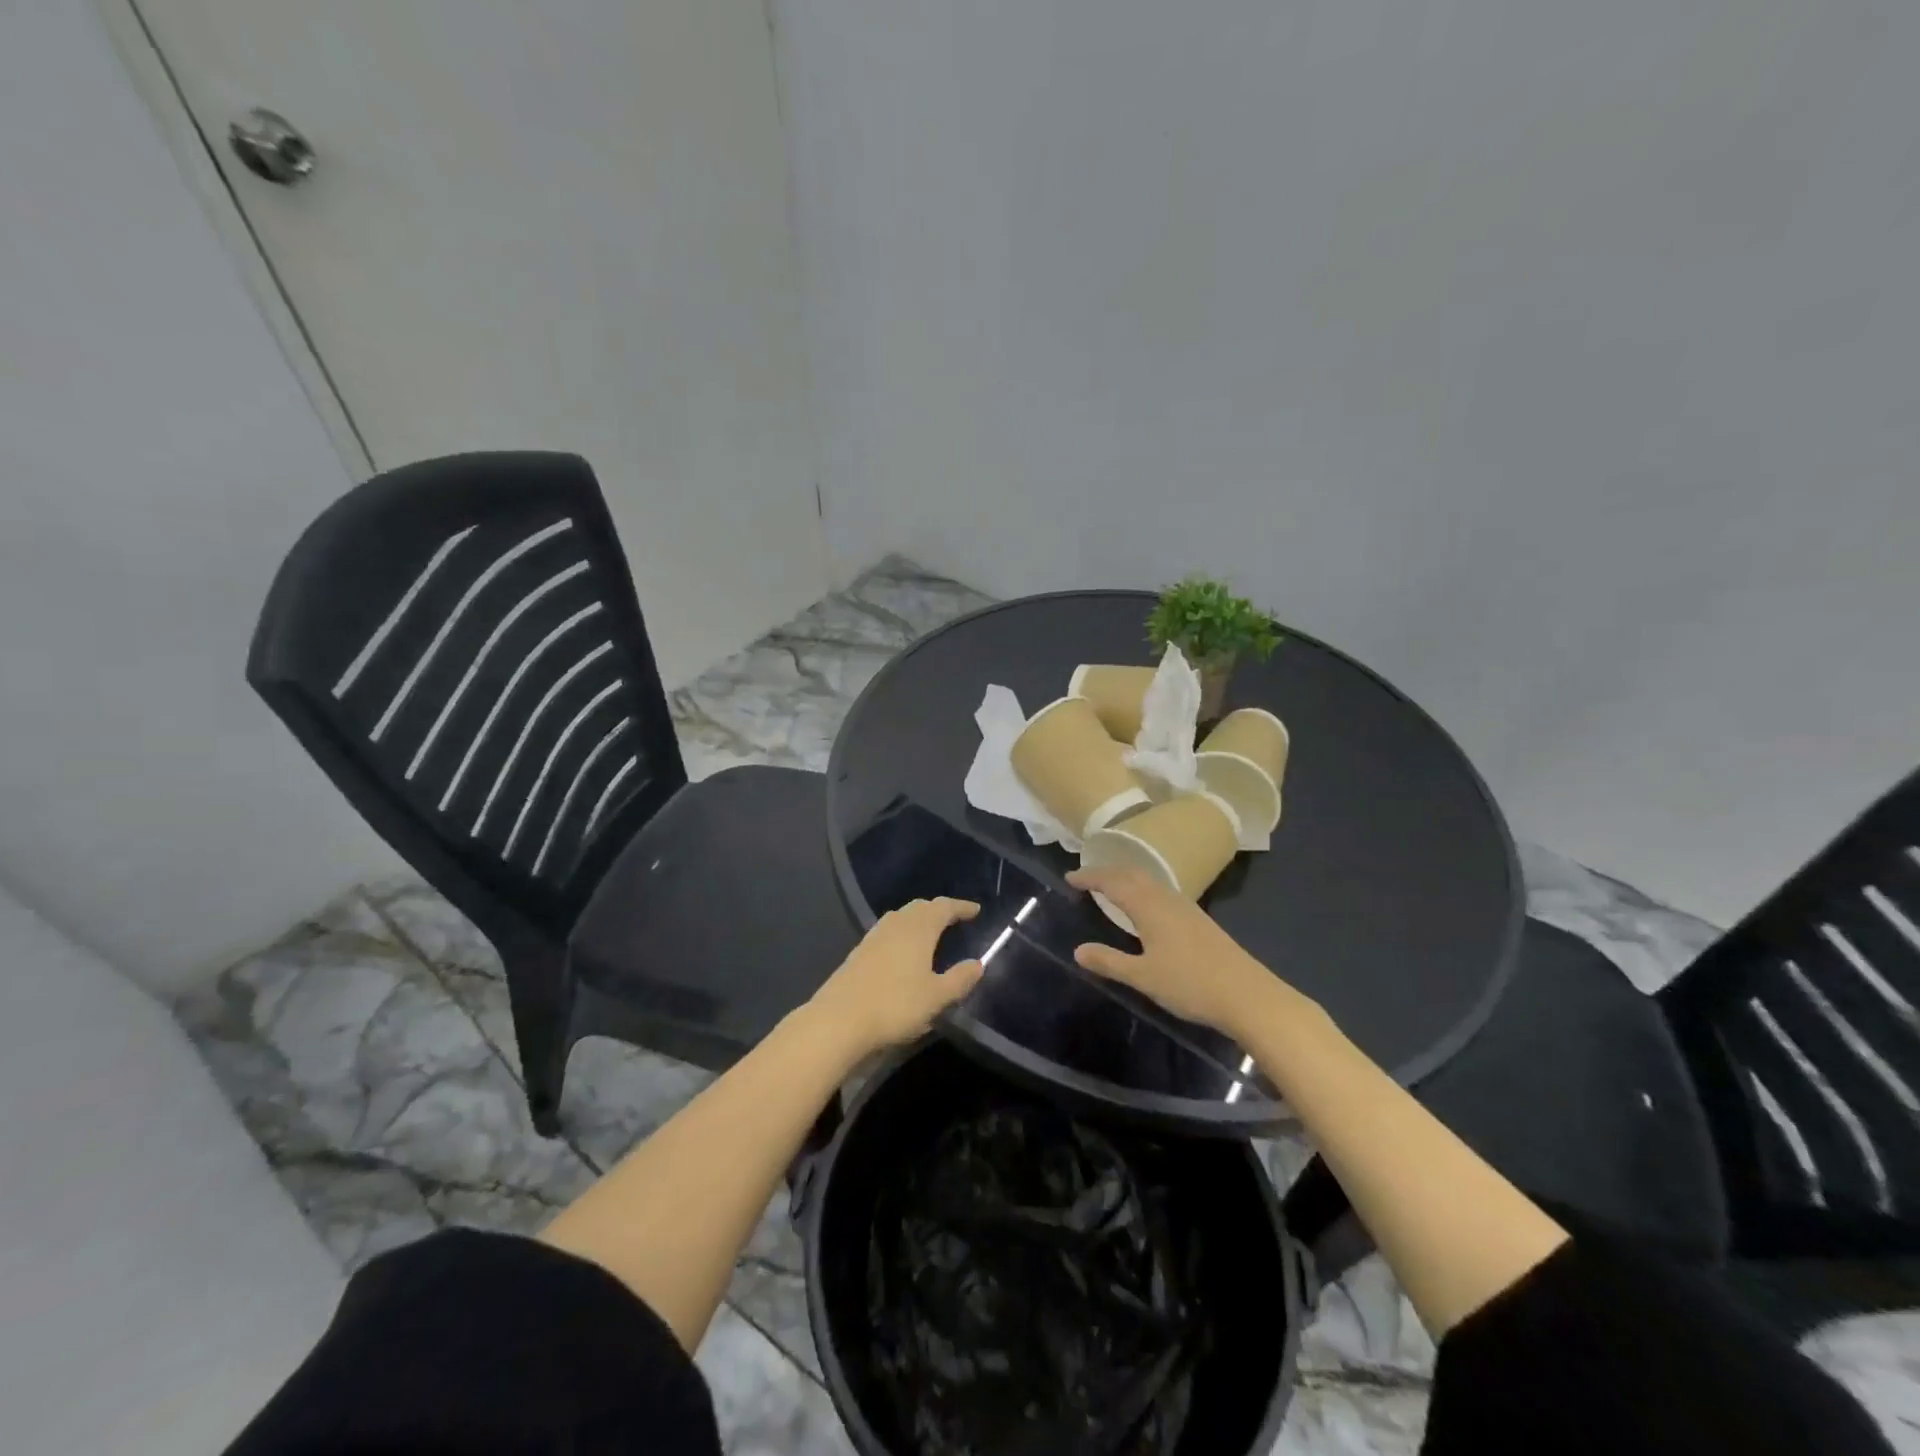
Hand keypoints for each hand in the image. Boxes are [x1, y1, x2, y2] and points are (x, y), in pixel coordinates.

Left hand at [808, 899, 983, 1055]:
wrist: (840, 1019)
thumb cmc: (895, 1005)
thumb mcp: (936, 997)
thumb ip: (959, 979)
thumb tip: (977, 964)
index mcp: (919, 929)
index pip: (944, 908)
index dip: (961, 907)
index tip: (975, 910)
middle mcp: (897, 924)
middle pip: (920, 907)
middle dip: (938, 910)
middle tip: (954, 918)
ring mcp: (874, 936)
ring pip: (901, 917)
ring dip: (918, 919)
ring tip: (930, 932)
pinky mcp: (859, 951)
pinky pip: (888, 931)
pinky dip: (902, 932)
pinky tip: (902, 950)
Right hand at [1068, 866, 1294, 1038]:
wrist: (1247, 995)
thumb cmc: (1190, 984)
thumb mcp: (1143, 976)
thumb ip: (1110, 962)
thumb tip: (1078, 950)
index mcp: (1149, 906)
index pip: (1113, 882)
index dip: (1090, 877)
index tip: (1070, 877)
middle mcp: (1166, 899)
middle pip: (1132, 874)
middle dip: (1107, 872)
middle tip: (1086, 879)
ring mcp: (1186, 908)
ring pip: (1149, 882)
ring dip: (1126, 879)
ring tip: (1110, 889)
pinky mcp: (1198, 920)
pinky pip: (1161, 892)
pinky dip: (1143, 891)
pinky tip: (1145, 909)